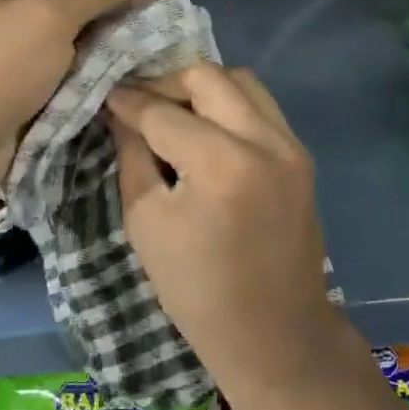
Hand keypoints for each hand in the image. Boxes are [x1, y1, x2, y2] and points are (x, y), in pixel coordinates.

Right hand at [105, 65, 343, 399]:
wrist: (274, 332)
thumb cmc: (198, 290)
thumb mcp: (147, 222)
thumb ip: (133, 156)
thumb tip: (120, 112)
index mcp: (221, 163)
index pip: (163, 112)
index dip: (129, 101)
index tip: (107, 95)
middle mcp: (263, 140)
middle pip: (207, 77)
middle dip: (166, 83)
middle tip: (140, 104)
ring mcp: (290, 144)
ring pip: (241, 81)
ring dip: (203, 88)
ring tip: (175, 113)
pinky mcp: (301, 154)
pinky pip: (261, 106)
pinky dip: (231, 105)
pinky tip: (208, 129)